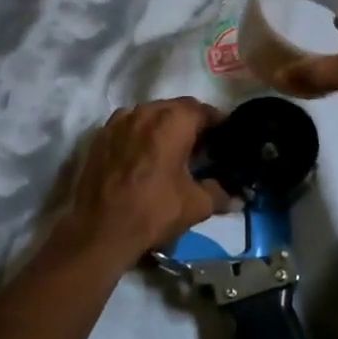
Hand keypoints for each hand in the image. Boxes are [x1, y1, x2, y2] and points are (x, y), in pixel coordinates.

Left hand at [60, 98, 227, 266]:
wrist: (100, 229)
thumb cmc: (154, 210)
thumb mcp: (196, 205)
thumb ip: (220, 194)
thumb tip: (237, 197)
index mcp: (173, 120)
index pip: (204, 110)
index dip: (217, 123)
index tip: (224, 138)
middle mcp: (146, 111)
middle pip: (176, 109)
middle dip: (190, 123)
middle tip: (200, 147)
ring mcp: (119, 121)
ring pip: (150, 115)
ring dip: (163, 127)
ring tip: (170, 151)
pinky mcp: (100, 136)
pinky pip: (128, 127)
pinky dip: (140, 135)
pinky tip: (143, 158)